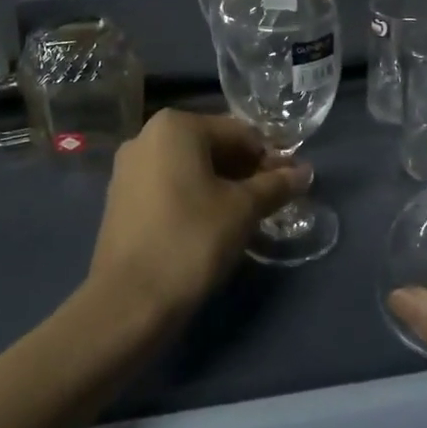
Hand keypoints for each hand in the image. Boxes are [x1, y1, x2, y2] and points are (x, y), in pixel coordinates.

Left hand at [88, 109, 309, 328]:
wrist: (129, 301)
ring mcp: (128, 168)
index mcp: (175, 126)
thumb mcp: (243, 210)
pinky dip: (195, 197)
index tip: (291, 184)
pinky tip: (214, 224)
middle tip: (273, 200)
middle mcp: (146, 136)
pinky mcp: (121, 199)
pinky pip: (169, 186)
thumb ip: (276, 185)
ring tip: (248, 215)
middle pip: (212, 146)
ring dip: (223, 185)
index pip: (239, 133)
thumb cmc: (192, 239)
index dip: (270, 158)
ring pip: (190, 167)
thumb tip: (305, 172)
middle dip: (246, 171)